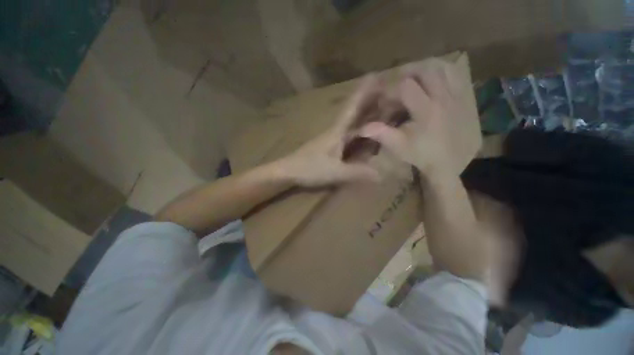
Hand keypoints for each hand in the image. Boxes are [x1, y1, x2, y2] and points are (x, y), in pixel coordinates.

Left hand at [276, 76, 382, 186]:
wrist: (287, 172)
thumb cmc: (309, 168)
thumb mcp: (334, 171)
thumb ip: (356, 172)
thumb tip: (381, 175)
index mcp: (337, 132)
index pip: (352, 108)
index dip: (364, 93)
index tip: (375, 75)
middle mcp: (335, 132)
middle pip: (353, 113)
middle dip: (367, 100)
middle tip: (384, 88)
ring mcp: (331, 139)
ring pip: (350, 123)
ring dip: (362, 113)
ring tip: (378, 106)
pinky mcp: (328, 147)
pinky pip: (347, 135)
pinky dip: (356, 129)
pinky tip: (361, 131)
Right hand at [359, 58, 479, 176]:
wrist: (449, 162)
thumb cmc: (421, 154)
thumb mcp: (398, 146)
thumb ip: (381, 134)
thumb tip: (362, 128)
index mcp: (425, 110)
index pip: (405, 86)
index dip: (390, 89)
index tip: (382, 98)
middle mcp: (443, 97)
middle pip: (425, 70)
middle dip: (407, 73)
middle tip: (396, 84)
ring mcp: (456, 95)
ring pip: (442, 67)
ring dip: (425, 69)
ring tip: (414, 78)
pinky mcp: (465, 97)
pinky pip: (456, 74)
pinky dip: (442, 70)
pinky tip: (433, 79)